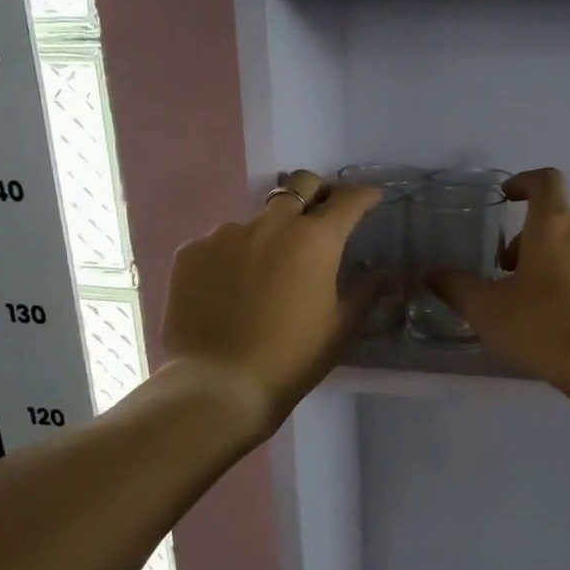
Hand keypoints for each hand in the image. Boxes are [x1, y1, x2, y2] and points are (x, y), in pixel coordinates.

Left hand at [162, 170, 379, 433]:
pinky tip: (230, 290)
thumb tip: (379, 271)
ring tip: (267, 271)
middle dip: (317, 193)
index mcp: (314, 239)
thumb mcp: (341, 328)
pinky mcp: (191, 252)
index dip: (364, 196)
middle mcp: (270, 224)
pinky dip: (233, 257)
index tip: (370, 199)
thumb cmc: (292, 358)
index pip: (347, 200)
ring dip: (270, 233)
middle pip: (299, 185)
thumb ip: (364, 291)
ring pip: (257, 219)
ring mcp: (224, 234)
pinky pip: (219, 244)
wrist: (220, 385)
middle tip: (322, 215)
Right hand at [428, 168, 569, 384]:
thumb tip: (431, 274)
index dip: (525, 181)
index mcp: (554, 225)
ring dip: (551, 260)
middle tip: (507, 271)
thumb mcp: (487, 310)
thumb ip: (456, 287)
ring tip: (531, 299)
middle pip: (557, 218)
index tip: (507, 196)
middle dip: (529, 237)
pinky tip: (559, 318)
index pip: (545, 180)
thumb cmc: (544, 326)